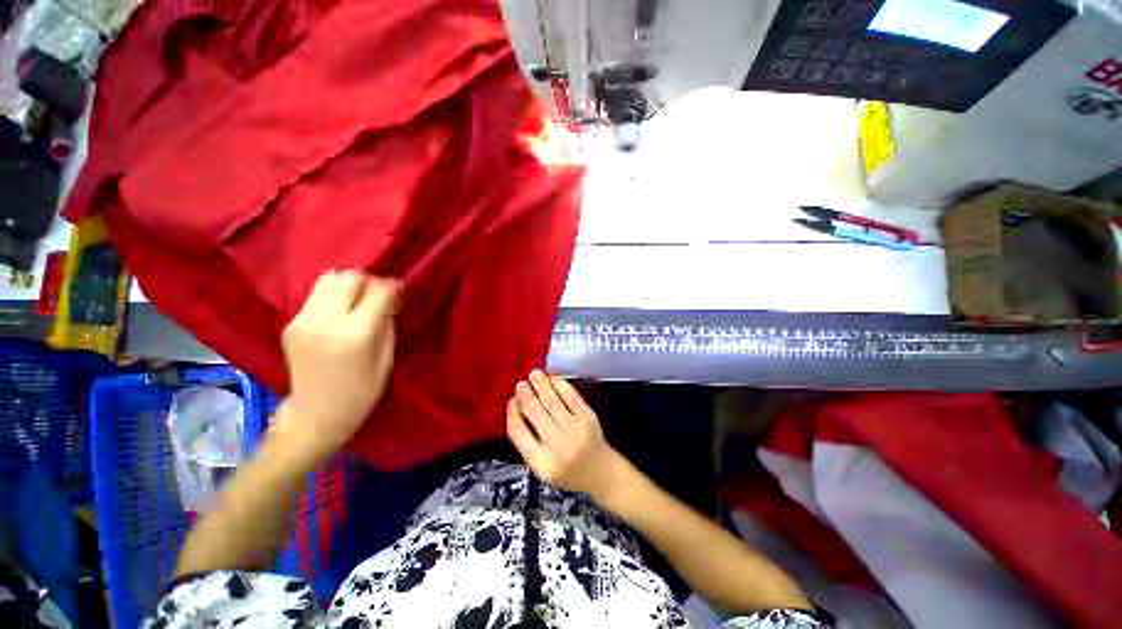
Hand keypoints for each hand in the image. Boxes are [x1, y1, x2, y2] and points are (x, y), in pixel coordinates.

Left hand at [276, 269, 396, 457]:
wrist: (314, 416)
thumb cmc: (361, 393)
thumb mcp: (386, 360)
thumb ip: (388, 325)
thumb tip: (390, 300)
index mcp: (355, 333)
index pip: (377, 291)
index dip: (392, 286)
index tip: (400, 290)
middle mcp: (325, 321)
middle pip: (348, 277)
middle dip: (368, 281)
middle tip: (378, 296)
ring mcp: (303, 321)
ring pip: (328, 280)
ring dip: (348, 286)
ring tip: (358, 302)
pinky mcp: (291, 324)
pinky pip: (316, 296)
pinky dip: (333, 298)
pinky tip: (340, 315)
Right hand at [506, 370, 625, 499]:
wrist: (601, 472)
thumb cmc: (567, 470)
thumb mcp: (542, 467)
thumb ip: (527, 442)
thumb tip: (515, 408)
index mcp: (541, 463)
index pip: (519, 434)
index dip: (512, 414)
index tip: (511, 401)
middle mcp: (557, 446)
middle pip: (536, 413)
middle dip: (526, 396)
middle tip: (520, 384)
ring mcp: (575, 429)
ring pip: (553, 402)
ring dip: (541, 385)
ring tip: (534, 374)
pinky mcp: (589, 417)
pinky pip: (571, 397)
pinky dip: (560, 385)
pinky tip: (552, 378)